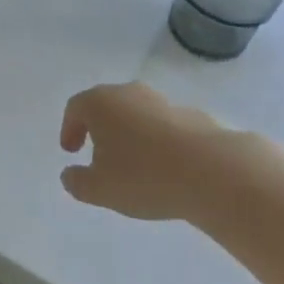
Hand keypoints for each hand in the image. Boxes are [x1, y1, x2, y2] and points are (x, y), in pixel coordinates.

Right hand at [59, 83, 247, 221]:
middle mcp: (128, 93)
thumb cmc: (145, 176)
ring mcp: (162, 102)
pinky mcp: (192, 116)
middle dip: (99, 128)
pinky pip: (164, 126)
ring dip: (130, 134)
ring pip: (137, 114)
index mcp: (100, 103)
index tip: (71, 151)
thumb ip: (78, 182)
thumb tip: (69, 175)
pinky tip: (166, 167)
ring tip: (135, 164)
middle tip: (98, 154)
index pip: (75, 108)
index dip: (69, 129)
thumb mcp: (101, 189)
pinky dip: (158, 141)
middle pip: (106, 105)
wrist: (213, 172)